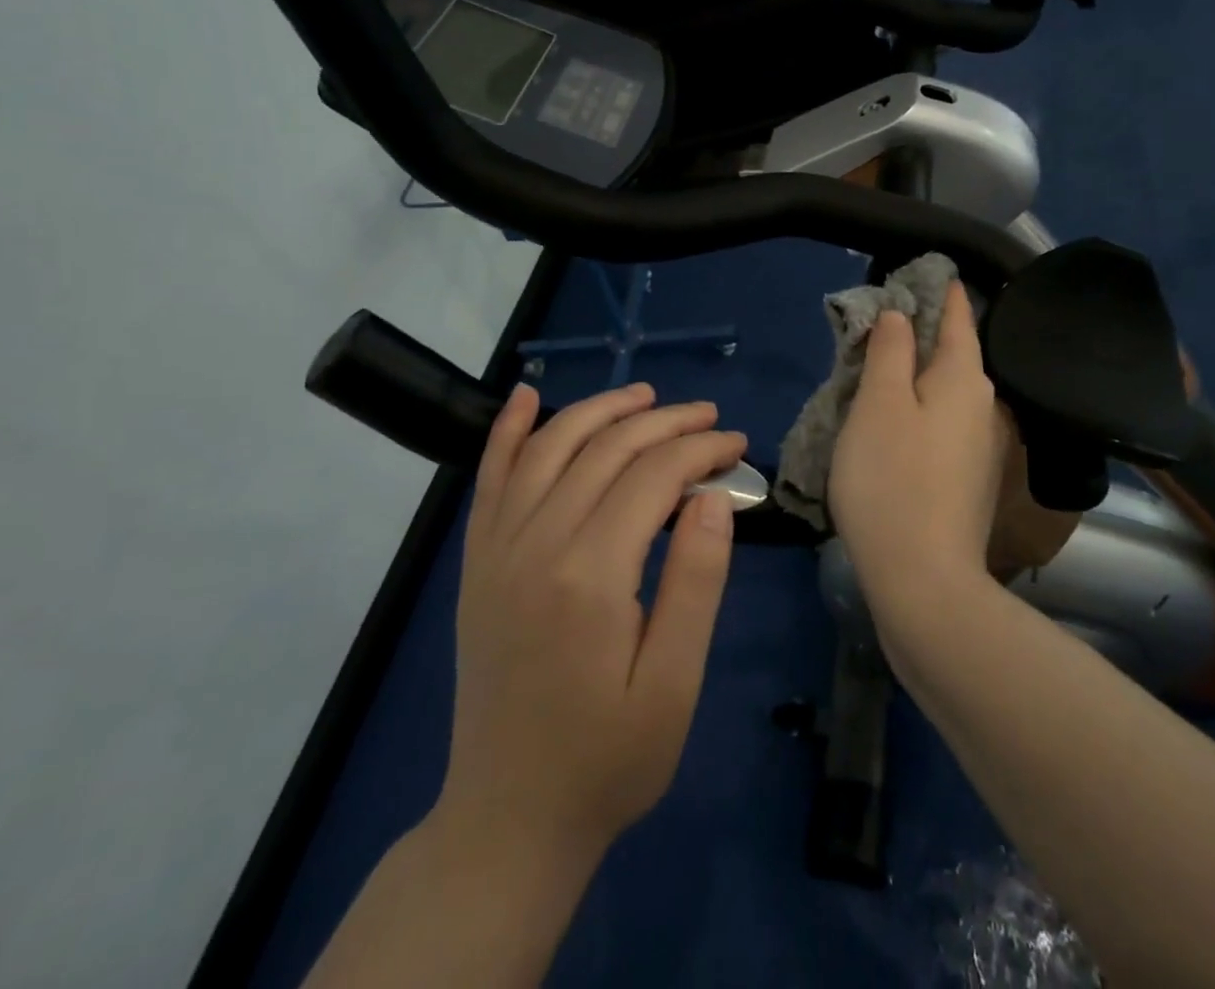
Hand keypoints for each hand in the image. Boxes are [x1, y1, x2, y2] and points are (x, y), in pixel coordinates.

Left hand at [439, 382, 745, 856]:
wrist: (508, 818)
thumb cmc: (608, 758)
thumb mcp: (675, 684)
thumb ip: (696, 581)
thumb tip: (711, 495)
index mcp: (591, 575)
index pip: (653, 476)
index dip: (701, 450)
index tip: (737, 446)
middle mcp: (536, 544)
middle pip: (606, 449)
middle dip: (665, 423)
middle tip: (709, 417)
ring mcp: (497, 549)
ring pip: (550, 447)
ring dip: (601, 411)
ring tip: (646, 397)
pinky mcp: (477, 561)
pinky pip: (489, 477)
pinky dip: (508, 430)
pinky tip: (527, 396)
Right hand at [828, 281, 1011, 607]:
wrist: (923, 579)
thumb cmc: (892, 480)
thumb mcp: (879, 404)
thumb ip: (890, 352)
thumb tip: (900, 316)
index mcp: (965, 379)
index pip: (958, 317)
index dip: (942, 292)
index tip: (928, 271)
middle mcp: (984, 407)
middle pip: (955, 354)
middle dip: (924, 333)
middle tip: (884, 319)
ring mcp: (981, 447)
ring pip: (948, 392)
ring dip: (919, 374)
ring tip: (882, 366)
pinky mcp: (969, 479)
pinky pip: (945, 423)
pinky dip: (922, 408)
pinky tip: (897, 419)